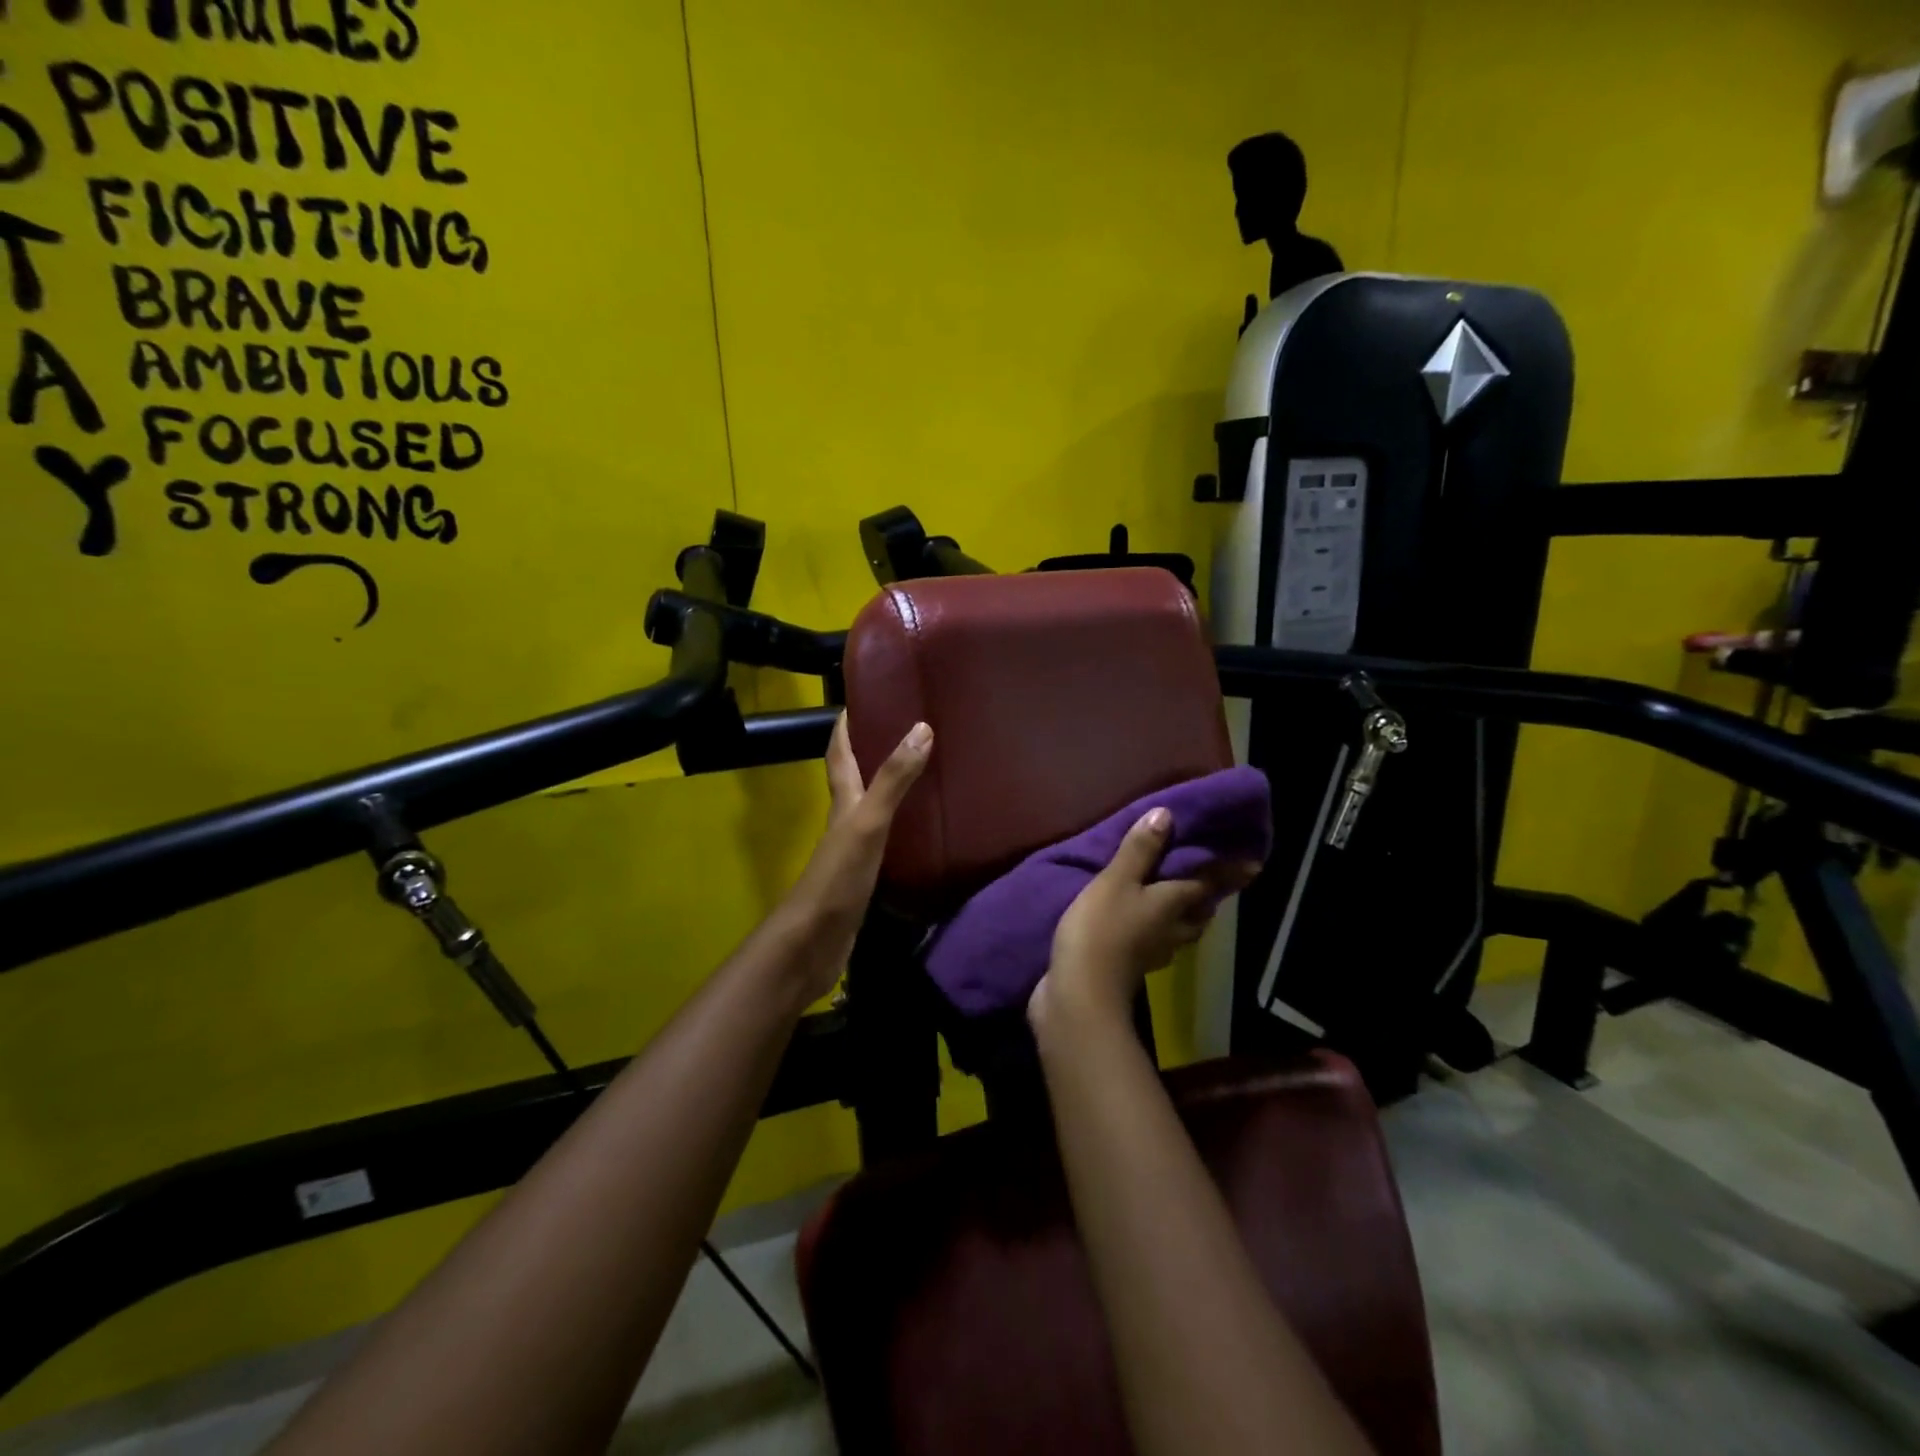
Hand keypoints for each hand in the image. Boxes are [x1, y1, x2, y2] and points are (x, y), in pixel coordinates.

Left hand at [779, 713, 932, 1000]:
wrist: (813, 943)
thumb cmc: (837, 877)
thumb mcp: (868, 823)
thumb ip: (894, 780)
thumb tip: (921, 727)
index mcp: (842, 801)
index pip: (839, 753)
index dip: (845, 725)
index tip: (859, 697)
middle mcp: (845, 820)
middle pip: (854, 776)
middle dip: (870, 749)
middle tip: (903, 727)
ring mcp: (853, 849)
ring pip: (870, 806)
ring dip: (887, 785)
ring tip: (920, 768)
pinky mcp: (865, 875)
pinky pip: (885, 838)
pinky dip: (899, 823)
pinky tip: (919, 826)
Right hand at [1032, 807, 1259, 1030]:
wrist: (1079, 993)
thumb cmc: (1102, 930)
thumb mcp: (1116, 882)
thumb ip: (1139, 850)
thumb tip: (1167, 815)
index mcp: (1173, 905)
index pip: (1208, 884)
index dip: (1229, 872)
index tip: (1254, 865)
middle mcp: (1171, 930)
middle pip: (1199, 913)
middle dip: (1207, 898)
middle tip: (1209, 881)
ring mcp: (1152, 953)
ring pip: (1179, 931)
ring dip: (1184, 917)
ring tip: (1177, 901)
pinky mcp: (1131, 967)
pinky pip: (1153, 944)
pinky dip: (1154, 932)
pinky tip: (1140, 926)